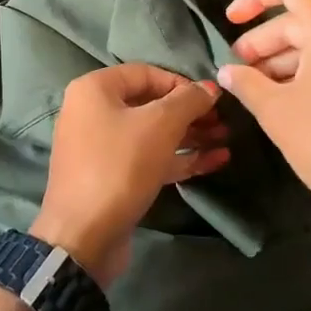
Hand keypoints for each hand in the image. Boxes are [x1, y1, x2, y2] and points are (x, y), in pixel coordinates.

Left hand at [31, 64, 228, 284]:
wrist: (84, 237)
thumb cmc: (120, 166)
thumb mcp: (160, 125)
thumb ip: (188, 100)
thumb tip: (210, 87)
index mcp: (95, 89)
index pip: (146, 73)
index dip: (182, 83)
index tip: (211, 99)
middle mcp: (93, 112)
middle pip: (150, 104)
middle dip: (190, 113)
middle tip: (223, 121)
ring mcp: (101, 147)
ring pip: (152, 134)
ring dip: (190, 136)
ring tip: (226, 140)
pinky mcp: (112, 177)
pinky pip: (149, 158)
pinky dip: (178, 158)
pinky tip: (215, 161)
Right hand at [218, 0, 310, 264]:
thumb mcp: (277, 113)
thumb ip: (247, 83)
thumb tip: (228, 71)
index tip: (230, 21)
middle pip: (301, 18)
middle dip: (263, 40)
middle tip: (237, 68)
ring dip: (283, 59)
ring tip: (256, 89)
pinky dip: (307, 71)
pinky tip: (286, 100)